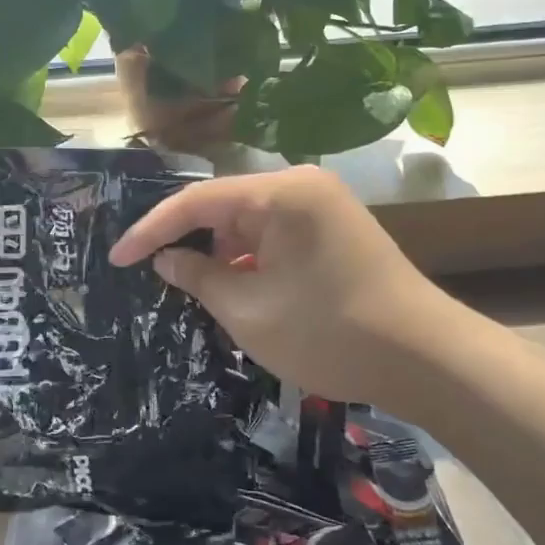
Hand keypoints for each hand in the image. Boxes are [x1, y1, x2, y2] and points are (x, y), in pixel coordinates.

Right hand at [108, 166, 438, 399]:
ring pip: (249, 222)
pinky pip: (274, 235)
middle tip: (147, 271)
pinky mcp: (333, 229)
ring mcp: (321, 206)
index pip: (197, 200)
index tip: (117, 258)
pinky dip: (249, 259)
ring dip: (218, 252)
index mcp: (281, 192)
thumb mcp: (250, 311)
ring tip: (184, 285)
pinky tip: (229, 286)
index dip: (151, 229)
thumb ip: (199, 278)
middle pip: (224, 205)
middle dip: (186, 239)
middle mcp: (301, 185)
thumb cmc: (330, 332)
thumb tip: (166, 260)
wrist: (427, 359)